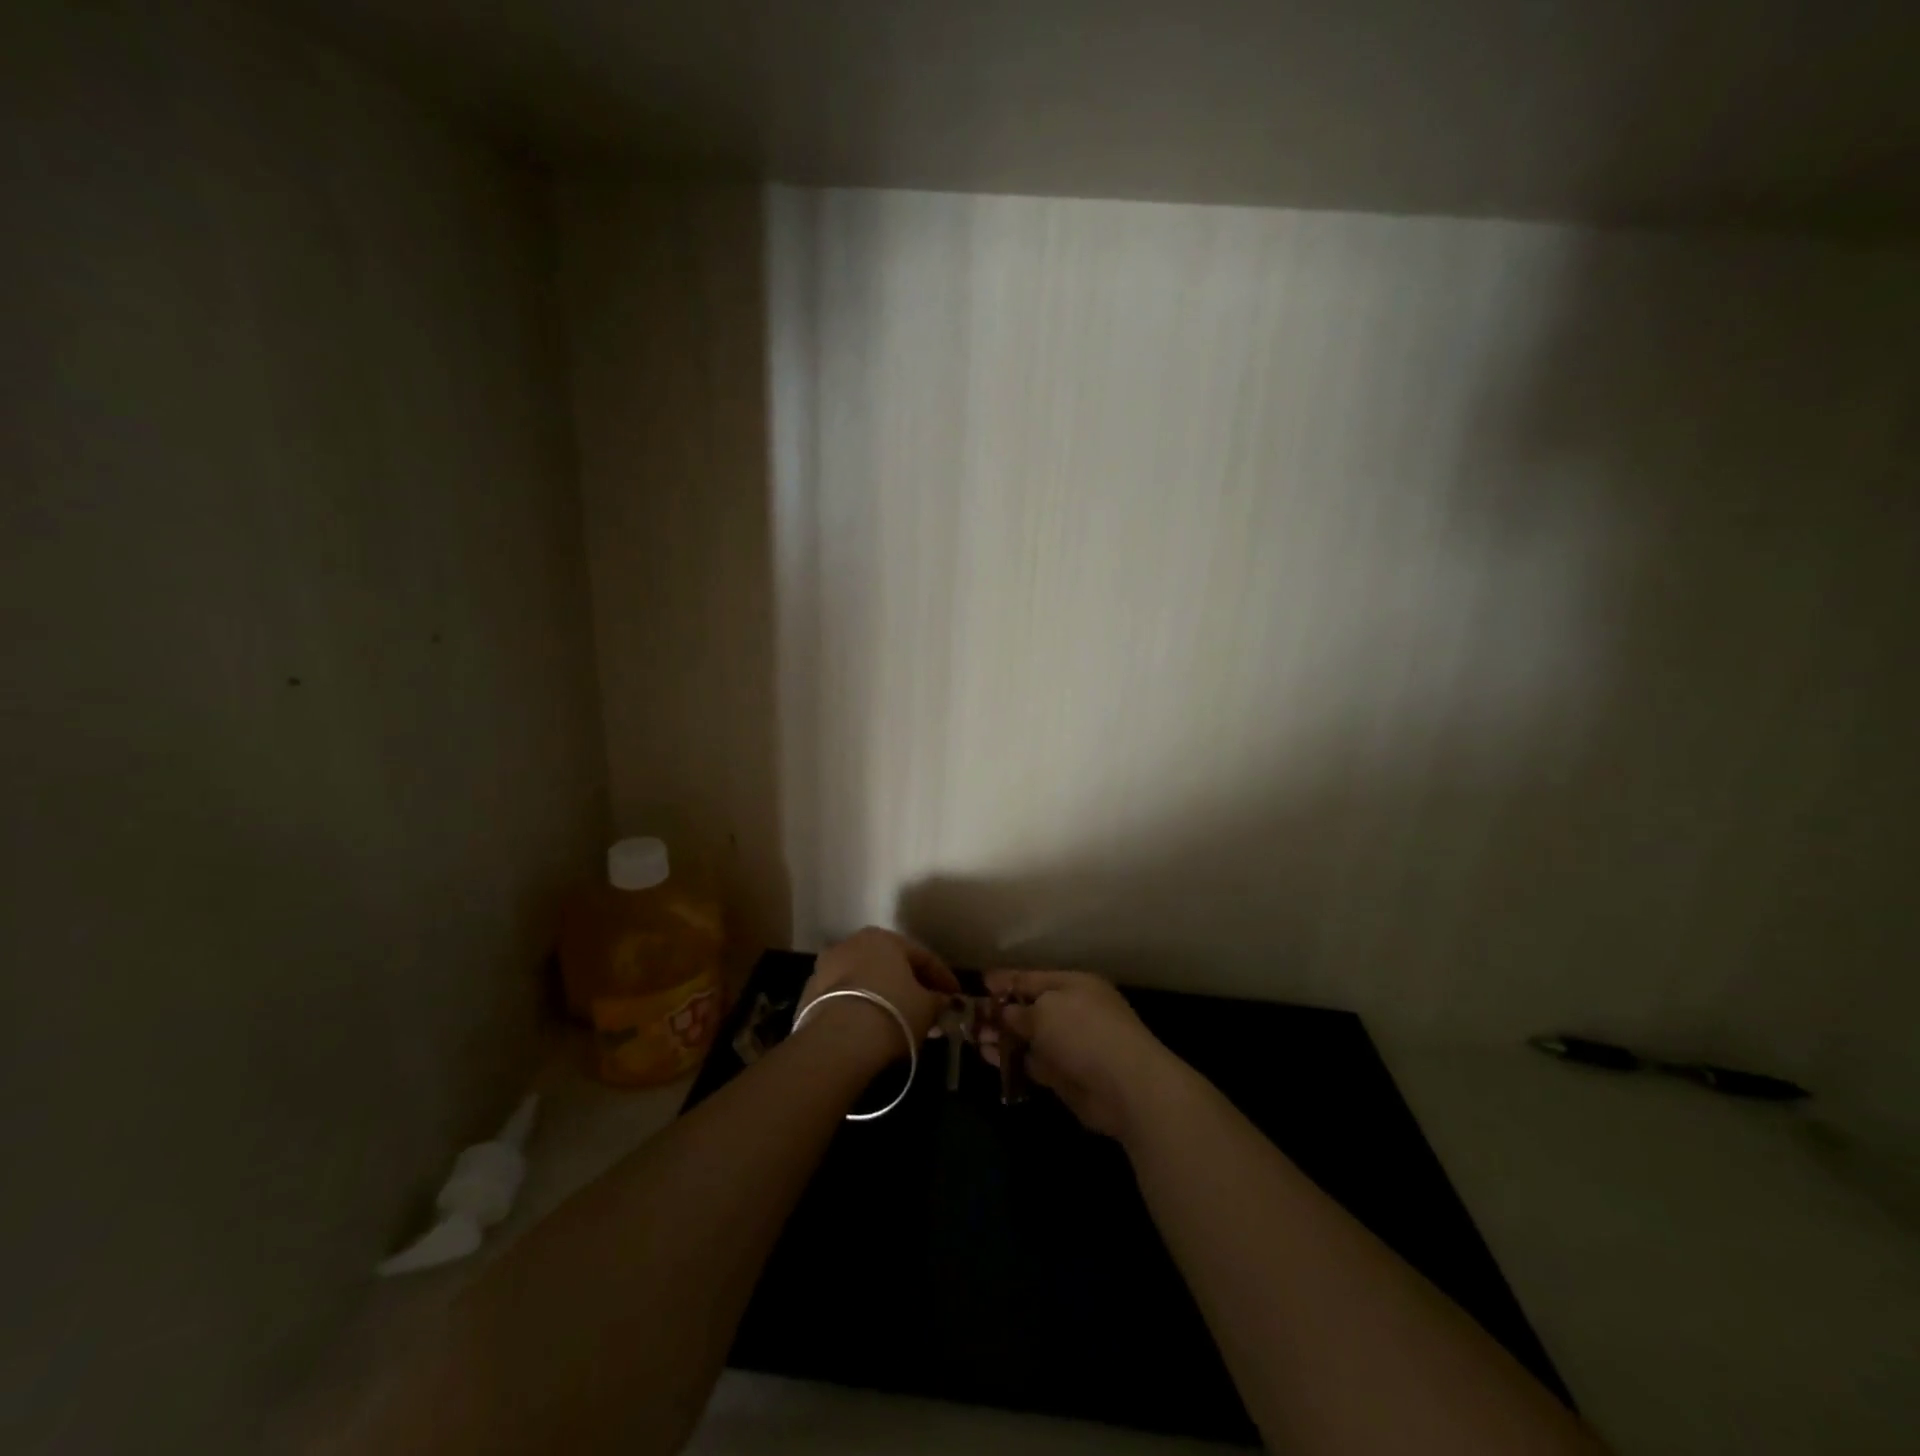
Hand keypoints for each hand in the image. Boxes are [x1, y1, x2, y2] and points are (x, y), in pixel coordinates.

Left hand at [796, 928, 958, 1065]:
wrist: (838, 1041)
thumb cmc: (892, 1012)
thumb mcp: (927, 1008)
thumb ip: (938, 1000)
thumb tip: (942, 1001)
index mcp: (883, 938)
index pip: (921, 956)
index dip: (942, 977)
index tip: (955, 996)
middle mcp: (851, 943)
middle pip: (889, 965)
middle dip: (909, 984)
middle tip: (927, 1007)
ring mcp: (825, 968)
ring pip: (864, 980)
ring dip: (882, 995)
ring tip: (897, 1020)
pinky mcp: (808, 995)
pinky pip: (844, 999)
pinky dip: (859, 1008)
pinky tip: (870, 1028)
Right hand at [980, 970, 1178, 1138]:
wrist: (1126, 1086)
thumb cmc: (1085, 1032)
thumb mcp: (1045, 1011)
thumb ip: (1019, 1011)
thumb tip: (1003, 1013)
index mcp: (1073, 985)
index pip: (1032, 978)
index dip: (1006, 980)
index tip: (980, 982)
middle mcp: (1072, 1011)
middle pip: (1029, 1008)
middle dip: (999, 1011)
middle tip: (968, 1017)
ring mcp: (1069, 1045)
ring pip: (1028, 1037)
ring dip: (1001, 1036)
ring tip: (971, 1037)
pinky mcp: (1065, 1076)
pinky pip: (1032, 1062)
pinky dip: (1011, 1059)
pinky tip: (988, 1057)